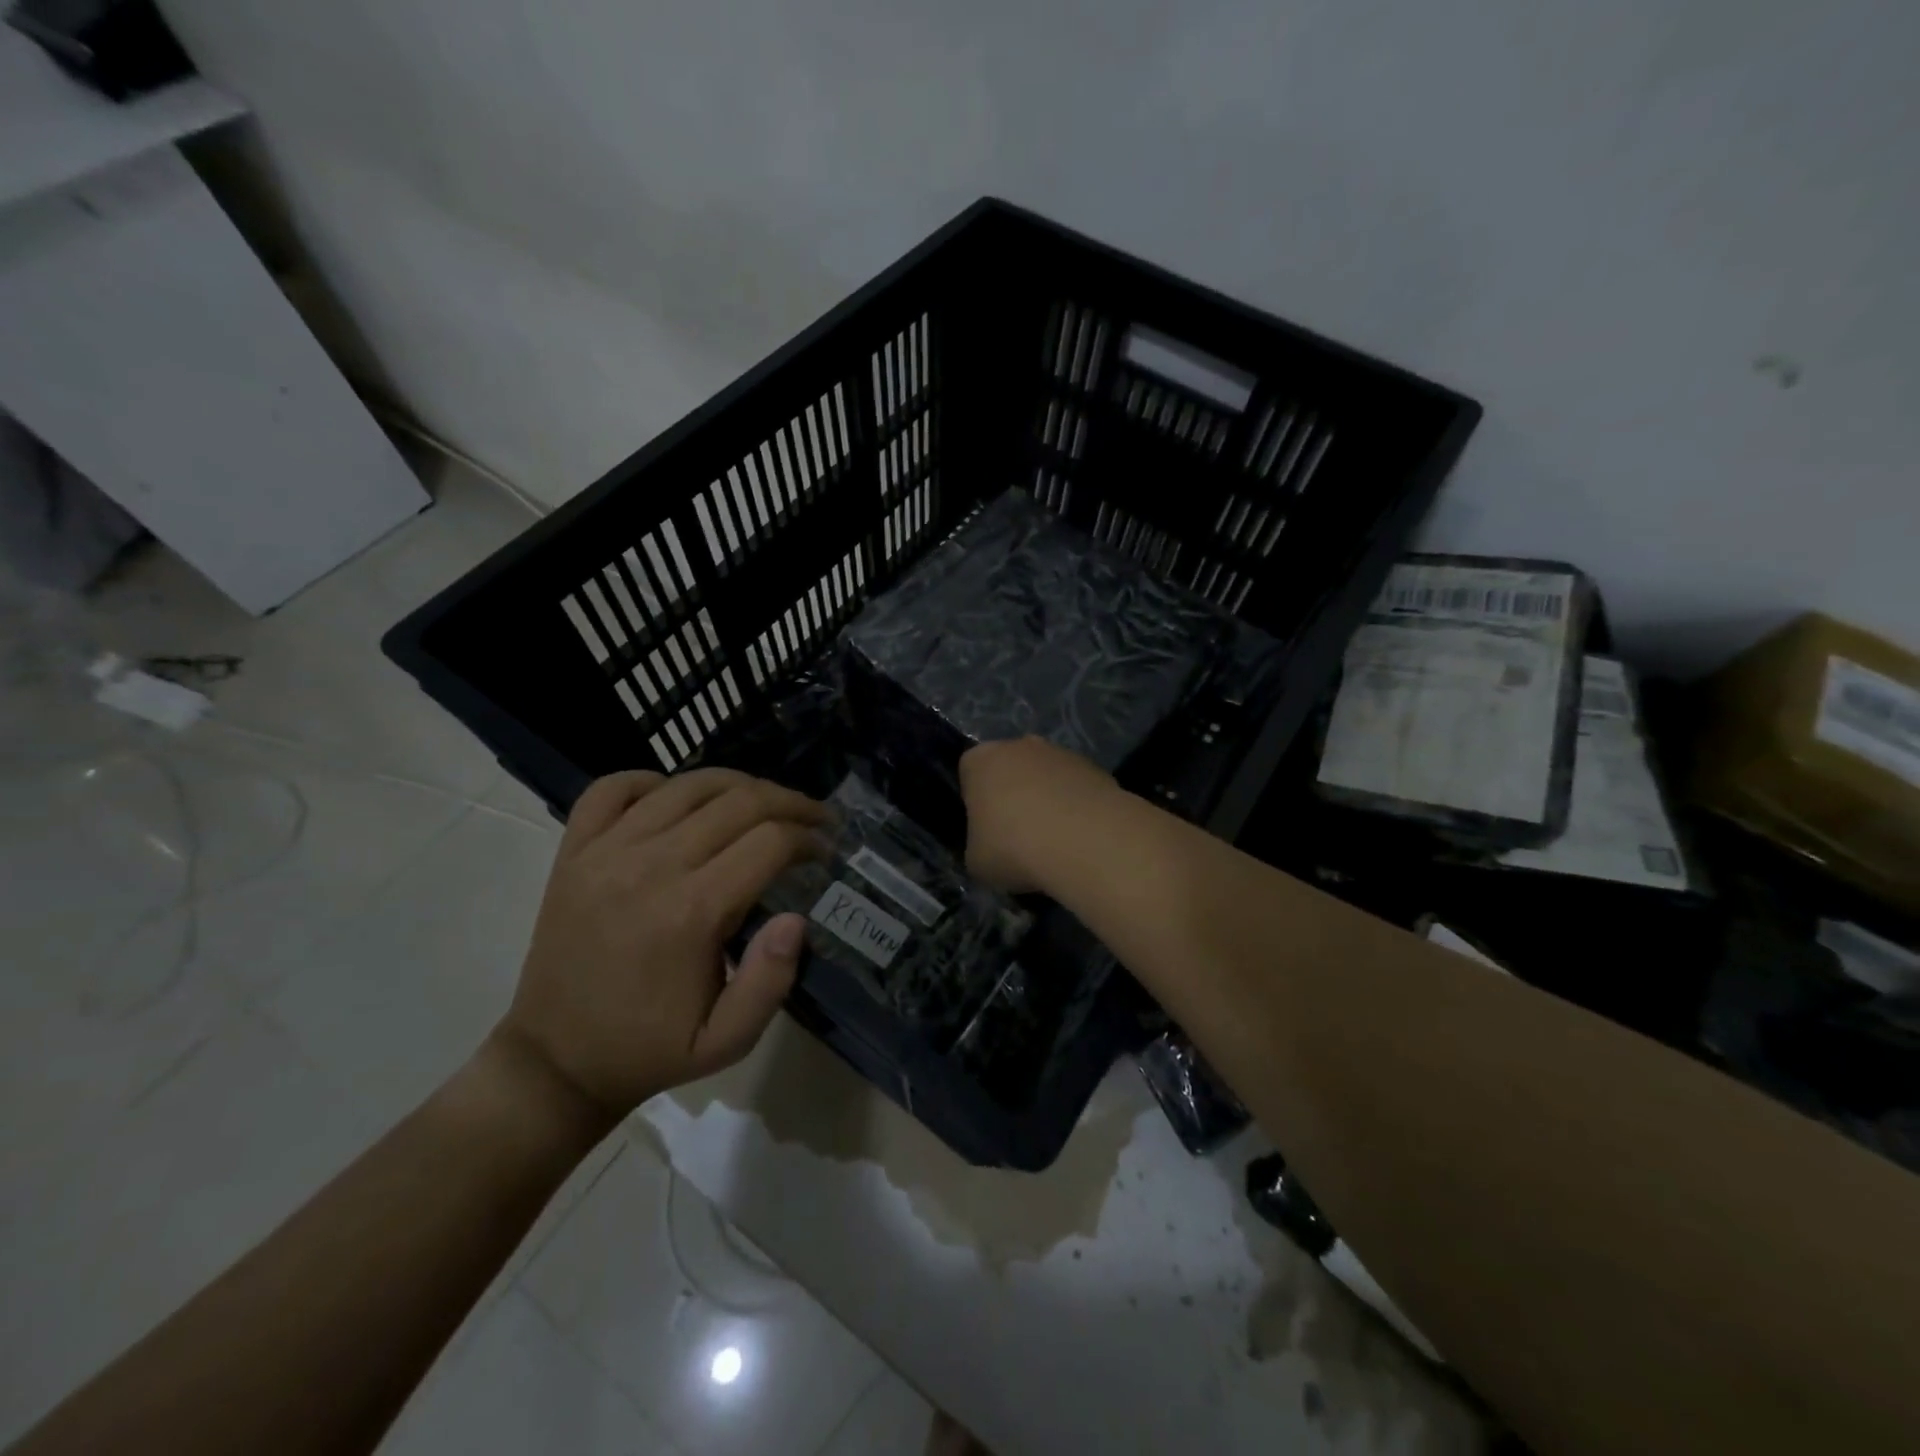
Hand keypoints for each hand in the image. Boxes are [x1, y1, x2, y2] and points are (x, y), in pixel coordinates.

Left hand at [492, 768, 828, 1124]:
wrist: (555, 1061)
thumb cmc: (649, 1049)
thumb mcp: (727, 1041)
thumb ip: (770, 982)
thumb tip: (796, 918)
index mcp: (691, 912)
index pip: (769, 841)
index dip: (809, 838)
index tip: (825, 850)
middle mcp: (650, 866)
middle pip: (738, 801)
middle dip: (789, 802)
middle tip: (812, 818)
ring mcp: (605, 852)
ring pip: (686, 784)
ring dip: (737, 784)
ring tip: (762, 801)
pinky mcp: (573, 851)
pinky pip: (613, 787)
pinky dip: (652, 779)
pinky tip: (676, 798)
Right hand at [959, 737, 1113, 893]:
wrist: (1084, 841)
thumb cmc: (1014, 847)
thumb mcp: (976, 861)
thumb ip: (978, 845)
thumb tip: (990, 847)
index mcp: (981, 761)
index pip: (969, 772)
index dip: (976, 802)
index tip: (985, 829)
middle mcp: (1019, 746)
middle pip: (1010, 769)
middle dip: (1013, 796)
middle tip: (1019, 835)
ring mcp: (1060, 753)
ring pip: (1046, 776)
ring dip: (1047, 800)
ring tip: (1055, 840)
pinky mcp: (1094, 767)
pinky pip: (1075, 787)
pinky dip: (1076, 806)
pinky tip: (1080, 837)